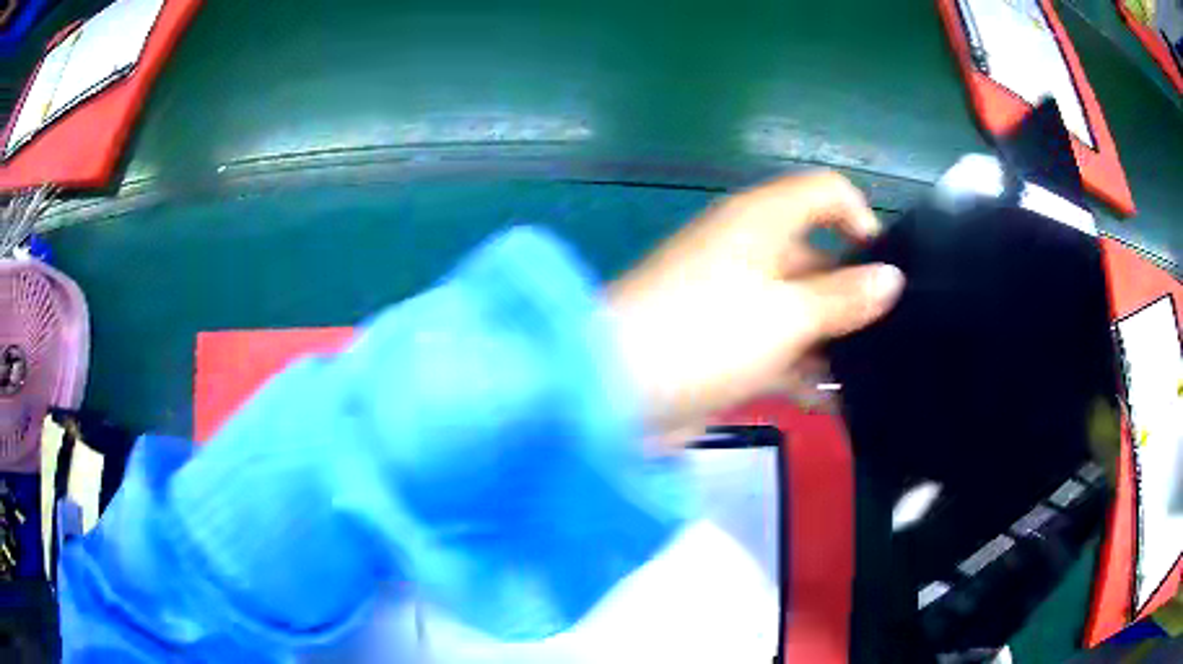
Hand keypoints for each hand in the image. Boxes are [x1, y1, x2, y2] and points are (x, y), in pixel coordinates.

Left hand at [607, 171, 904, 439]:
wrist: (613, 395)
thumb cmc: (706, 336)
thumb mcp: (786, 315)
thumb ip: (844, 297)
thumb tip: (891, 278)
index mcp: (760, 222)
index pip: (824, 193)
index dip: (861, 219)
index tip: (885, 270)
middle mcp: (749, 252)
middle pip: (818, 258)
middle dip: (855, 296)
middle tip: (892, 338)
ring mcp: (736, 302)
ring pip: (801, 311)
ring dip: (833, 344)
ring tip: (873, 378)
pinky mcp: (725, 347)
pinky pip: (778, 351)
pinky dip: (804, 374)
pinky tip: (834, 403)